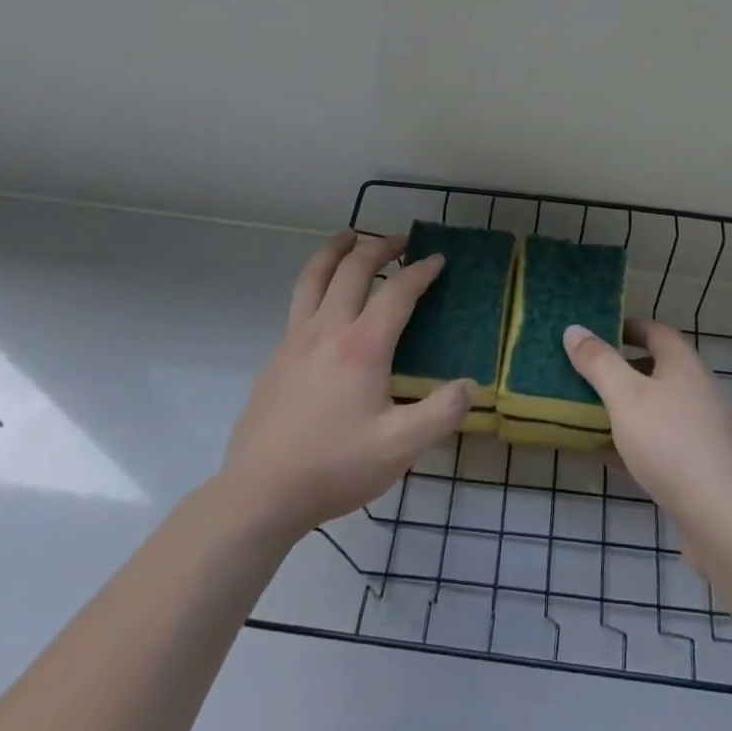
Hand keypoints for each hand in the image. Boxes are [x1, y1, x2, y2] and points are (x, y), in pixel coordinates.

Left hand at [220, 230, 473, 539]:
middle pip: (352, 270)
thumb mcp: (399, 449)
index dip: (421, 272)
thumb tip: (472, 385)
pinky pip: (299, 302)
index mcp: (362, 347)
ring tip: (349, 236)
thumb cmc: (334, 468)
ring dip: (336, 250)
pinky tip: (324, 300)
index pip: (397, 292)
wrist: (259, 494)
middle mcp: (327, 330)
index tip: (438, 259)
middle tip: (400, 240)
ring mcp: (295, 341)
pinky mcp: (276, 357)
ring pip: (314, 276)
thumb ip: (441, 413)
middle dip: (379, 247)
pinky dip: (317, 282)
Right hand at [563, 319, 731, 539]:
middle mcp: (698, 389)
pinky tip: (609, 456)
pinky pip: (662, 440)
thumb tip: (574, 329)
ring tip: (591, 413)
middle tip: (587, 374)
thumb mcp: (625, 397)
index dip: (627, 327)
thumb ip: (598, 362)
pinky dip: (636, 441)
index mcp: (684, 365)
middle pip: (657, 368)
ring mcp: (703, 427)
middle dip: (622, 369)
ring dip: (627, 407)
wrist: (720, 515)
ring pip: (658, 406)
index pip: (656, 331)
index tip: (597, 333)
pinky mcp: (701, 462)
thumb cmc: (669, 443)